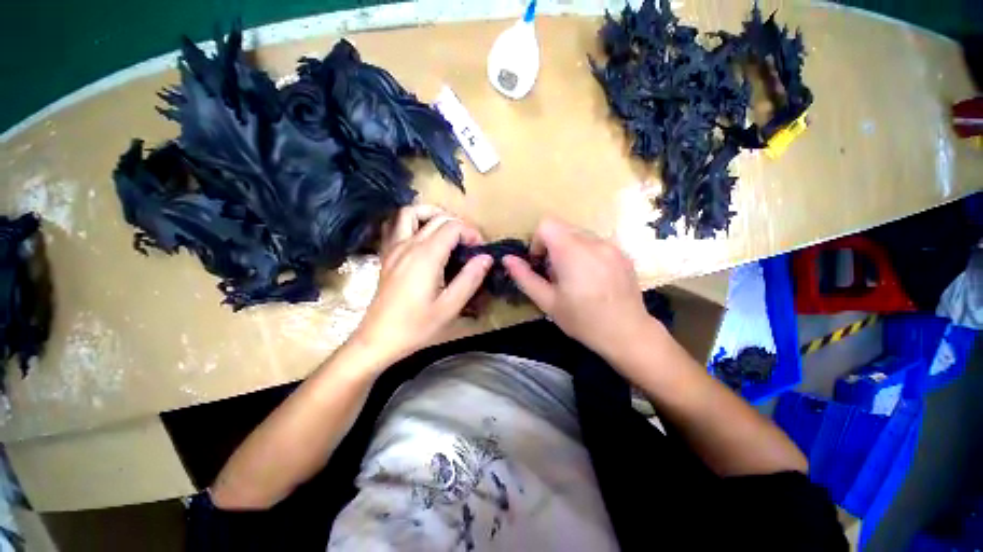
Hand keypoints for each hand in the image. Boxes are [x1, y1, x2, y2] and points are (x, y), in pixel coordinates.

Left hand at [351, 206, 491, 367]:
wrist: (378, 339)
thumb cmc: (416, 326)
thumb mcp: (450, 307)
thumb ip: (470, 279)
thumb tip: (486, 257)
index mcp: (426, 256)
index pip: (453, 227)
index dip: (471, 233)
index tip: (479, 250)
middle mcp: (409, 245)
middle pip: (437, 217)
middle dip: (459, 224)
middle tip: (470, 244)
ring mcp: (394, 248)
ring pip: (411, 212)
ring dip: (433, 214)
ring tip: (448, 230)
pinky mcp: (387, 255)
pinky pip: (398, 225)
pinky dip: (414, 222)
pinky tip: (424, 237)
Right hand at [503, 217, 656, 360]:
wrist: (628, 333)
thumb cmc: (583, 320)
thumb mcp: (548, 302)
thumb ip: (525, 277)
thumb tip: (507, 259)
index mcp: (572, 251)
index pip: (547, 224)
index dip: (538, 241)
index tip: (540, 263)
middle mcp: (593, 241)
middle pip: (563, 229)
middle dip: (552, 247)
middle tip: (556, 275)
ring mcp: (611, 246)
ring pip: (580, 235)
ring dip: (570, 250)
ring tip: (575, 278)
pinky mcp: (623, 253)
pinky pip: (596, 244)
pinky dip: (586, 254)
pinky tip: (592, 279)